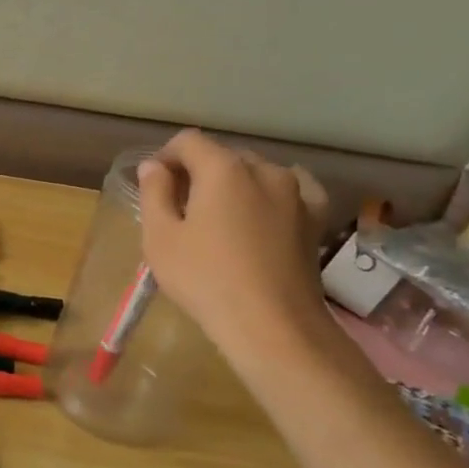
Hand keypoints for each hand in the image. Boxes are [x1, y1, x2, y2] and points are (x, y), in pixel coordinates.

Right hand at [137, 129, 332, 362]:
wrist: (272, 325)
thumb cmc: (205, 279)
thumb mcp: (160, 237)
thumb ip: (153, 193)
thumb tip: (153, 166)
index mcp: (222, 169)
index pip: (188, 142)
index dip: (165, 157)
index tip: (154, 185)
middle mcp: (263, 170)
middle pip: (222, 155)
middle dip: (198, 172)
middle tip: (180, 208)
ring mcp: (296, 193)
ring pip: (256, 173)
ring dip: (234, 184)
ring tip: (220, 218)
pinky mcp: (315, 218)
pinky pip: (292, 190)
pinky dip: (273, 194)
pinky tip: (265, 211)